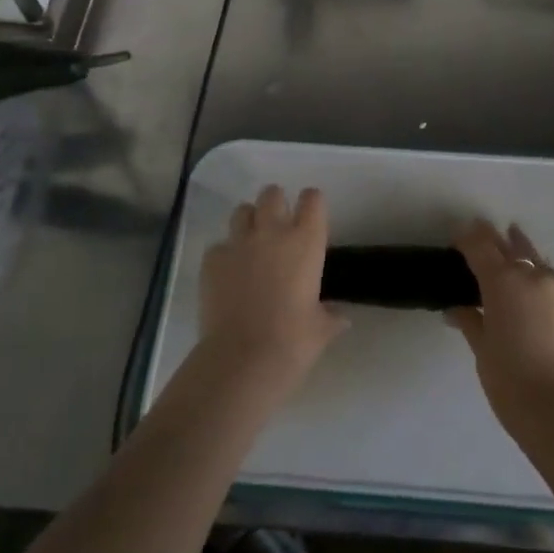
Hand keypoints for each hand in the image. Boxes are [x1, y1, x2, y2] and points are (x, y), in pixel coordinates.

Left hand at [197, 186, 346, 397]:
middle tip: (278, 226)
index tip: (311, 216)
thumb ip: (330, 316)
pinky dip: (224, 255)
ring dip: (248, 222)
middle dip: (275, 204)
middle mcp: (272, 232)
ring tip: (251, 244)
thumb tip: (341, 318)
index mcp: (306, 242)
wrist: (243, 358)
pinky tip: (228, 274)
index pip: (313, 199)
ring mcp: (239, 243)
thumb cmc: (293, 342)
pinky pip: (219, 245)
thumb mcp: (321, 329)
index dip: (311, 203)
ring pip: (242, 211)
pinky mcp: (212, 259)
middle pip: (272, 194)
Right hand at [447, 220, 553, 435]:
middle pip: (512, 246)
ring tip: (514, 251)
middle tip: (483, 239)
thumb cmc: (512, 383)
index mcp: (503, 281)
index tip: (458, 239)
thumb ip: (470, 322)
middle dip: (496, 241)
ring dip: (523, 255)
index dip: (468, 238)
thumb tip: (457, 309)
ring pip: (539, 262)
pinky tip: (539, 296)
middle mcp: (534, 277)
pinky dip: (543, 284)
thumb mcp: (482, 351)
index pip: (480, 245)